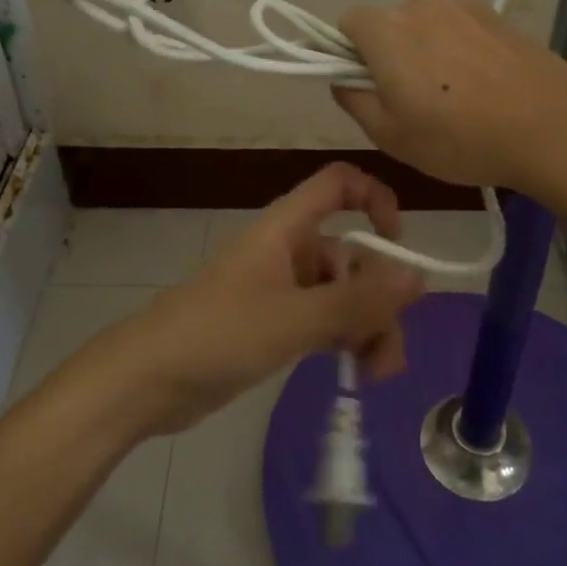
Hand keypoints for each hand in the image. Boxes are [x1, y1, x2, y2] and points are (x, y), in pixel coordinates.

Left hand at [72, 164, 425, 436]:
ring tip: (375, 374)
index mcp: (287, 229)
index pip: (337, 185)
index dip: (373, 197)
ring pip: (341, 295)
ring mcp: (281, 290)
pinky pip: (324, 322)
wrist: (147, 380)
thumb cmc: (219, 333)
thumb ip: (358, 301)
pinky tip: (356, 373)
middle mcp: (289, 251)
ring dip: (367, 326)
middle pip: (351, 254)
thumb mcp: (295, 318)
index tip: (398, 240)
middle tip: (390, 348)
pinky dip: (344, 341)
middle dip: (378, 296)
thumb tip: (419, 276)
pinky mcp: (274, 325)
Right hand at [332, 0, 566, 191]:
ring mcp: (463, 4)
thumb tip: (344, 80)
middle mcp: (420, 4)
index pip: (348, 23)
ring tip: (457, 96)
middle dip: (392, 54)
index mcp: (387, 30)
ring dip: (429, 51)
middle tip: (415, 101)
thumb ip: (354, 101)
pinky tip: (484, 86)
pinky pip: (460, 27)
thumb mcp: (391, 136)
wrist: (552, 126)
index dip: (350, 53)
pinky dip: (460, 49)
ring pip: (427, 25)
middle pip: (390, 24)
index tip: (370, 86)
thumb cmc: (460, 138)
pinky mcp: (496, 14)